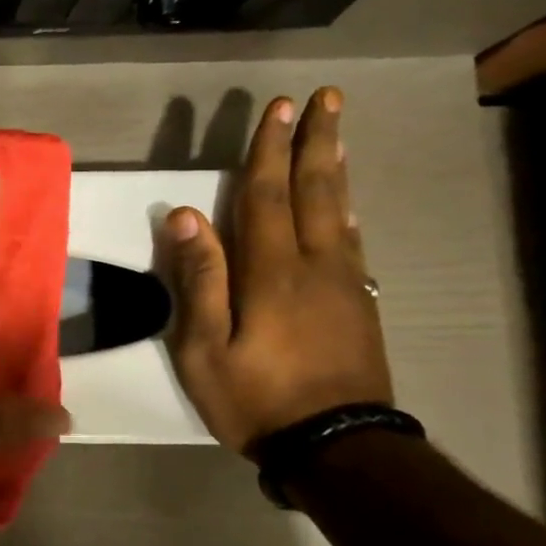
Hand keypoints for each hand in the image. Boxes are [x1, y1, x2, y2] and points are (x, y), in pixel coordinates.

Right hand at [155, 87, 392, 455]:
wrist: (338, 448)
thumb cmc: (257, 399)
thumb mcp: (206, 347)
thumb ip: (200, 279)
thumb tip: (185, 215)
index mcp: (272, 272)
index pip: (266, 195)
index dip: (268, 150)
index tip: (277, 108)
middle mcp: (315, 265)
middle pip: (315, 191)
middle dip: (315, 141)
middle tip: (326, 98)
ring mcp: (344, 286)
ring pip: (341, 212)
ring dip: (336, 168)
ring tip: (336, 134)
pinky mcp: (359, 307)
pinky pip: (355, 246)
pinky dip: (350, 214)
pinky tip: (350, 207)